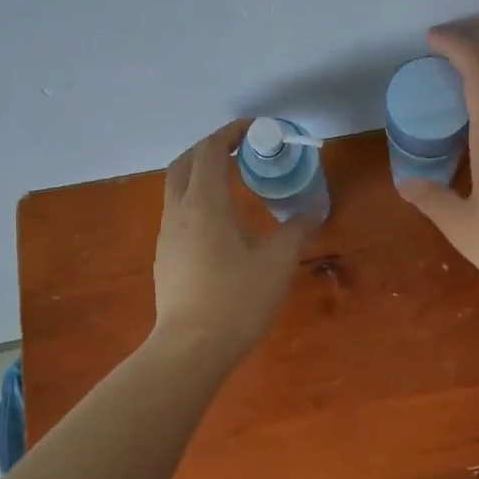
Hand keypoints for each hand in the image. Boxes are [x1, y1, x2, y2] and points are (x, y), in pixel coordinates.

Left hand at [152, 122, 317, 364]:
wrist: (190, 349)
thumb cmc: (236, 299)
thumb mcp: (277, 262)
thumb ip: (296, 229)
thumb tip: (314, 209)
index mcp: (204, 204)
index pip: (210, 151)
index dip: (230, 133)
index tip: (255, 129)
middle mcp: (178, 212)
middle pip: (184, 163)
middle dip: (210, 148)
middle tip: (240, 150)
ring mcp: (167, 236)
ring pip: (176, 188)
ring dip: (201, 174)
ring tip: (233, 182)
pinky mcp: (165, 258)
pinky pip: (178, 213)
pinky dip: (196, 200)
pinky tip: (220, 223)